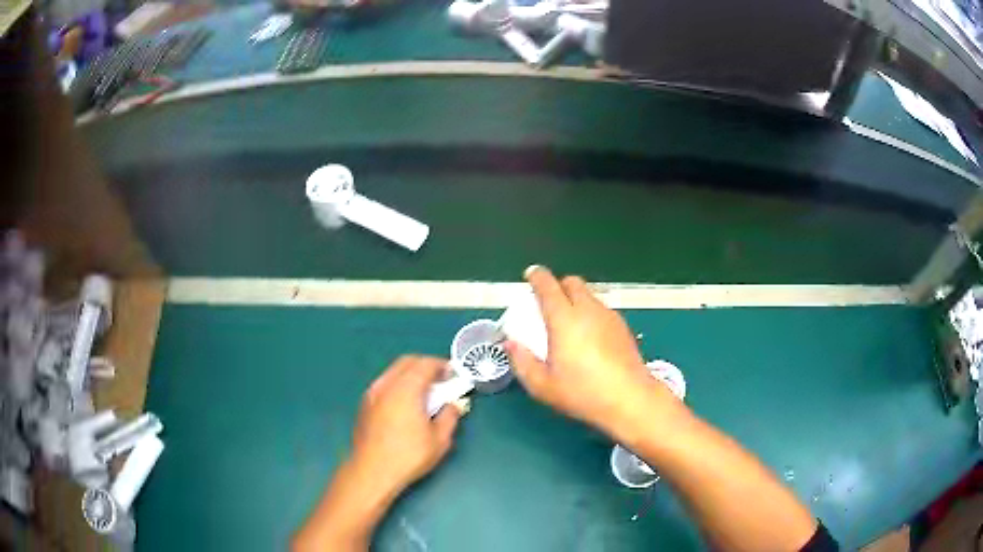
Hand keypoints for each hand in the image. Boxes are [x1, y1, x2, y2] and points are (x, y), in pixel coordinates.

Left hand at [350, 355, 462, 496]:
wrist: (372, 472)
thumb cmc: (409, 456)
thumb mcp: (440, 440)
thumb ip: (450, 416)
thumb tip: (454, 404)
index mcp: (405, 389)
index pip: (425, 364)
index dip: (442, 365)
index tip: (454, 375)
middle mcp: (386, 385)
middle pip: (407, 361)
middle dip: (426, 366)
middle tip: (441, 381)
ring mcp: (372, 393)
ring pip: (393, 371)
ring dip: (411, 374)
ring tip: (425, 393)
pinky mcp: (365, 404)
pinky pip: (384, 383)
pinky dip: (399, 384)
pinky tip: (406, 404)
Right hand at [506, 266, 678, 438]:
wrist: (629, 399)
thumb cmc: (583, 393)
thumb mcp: (542, 386)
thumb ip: (522, 362)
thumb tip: (511, 344)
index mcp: (564, 320)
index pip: (548, 286)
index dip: (537, 277)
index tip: (531, 275)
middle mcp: (588, 310)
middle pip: (572, 282)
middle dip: (559, 285)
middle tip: (548, 303)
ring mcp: (609, 317)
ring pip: (589, 295)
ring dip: (576, 299)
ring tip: (569, 323)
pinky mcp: (623, 327)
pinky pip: (602, 310)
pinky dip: (591, 313)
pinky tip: (590, 337)